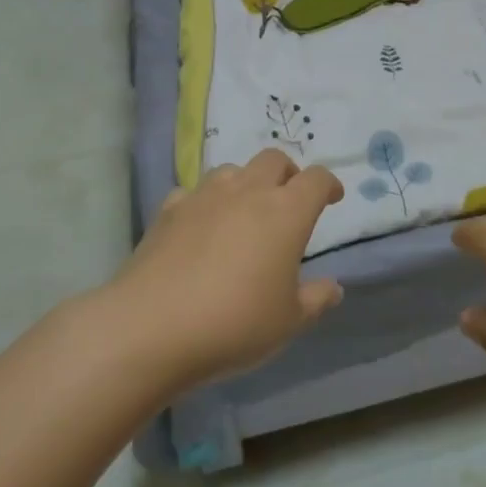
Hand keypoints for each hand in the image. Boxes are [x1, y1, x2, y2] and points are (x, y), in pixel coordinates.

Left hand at [114, 148, 344, 390]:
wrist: (152, 327)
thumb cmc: (234, 323)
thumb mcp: (288, 321)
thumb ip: (316, 300)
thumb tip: (333, 288)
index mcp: (286, 212)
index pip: (316, 179)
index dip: (328, 184)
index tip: (332, 198)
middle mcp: (248, 192)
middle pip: (274, 159)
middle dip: (288, 173)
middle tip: (289, 199)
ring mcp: (204, 196)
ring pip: (233, 169)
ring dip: (246, 182)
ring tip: (245, 210)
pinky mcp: (169, 210)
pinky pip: (194, 192)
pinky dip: (205, 202)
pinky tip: (200, 226)